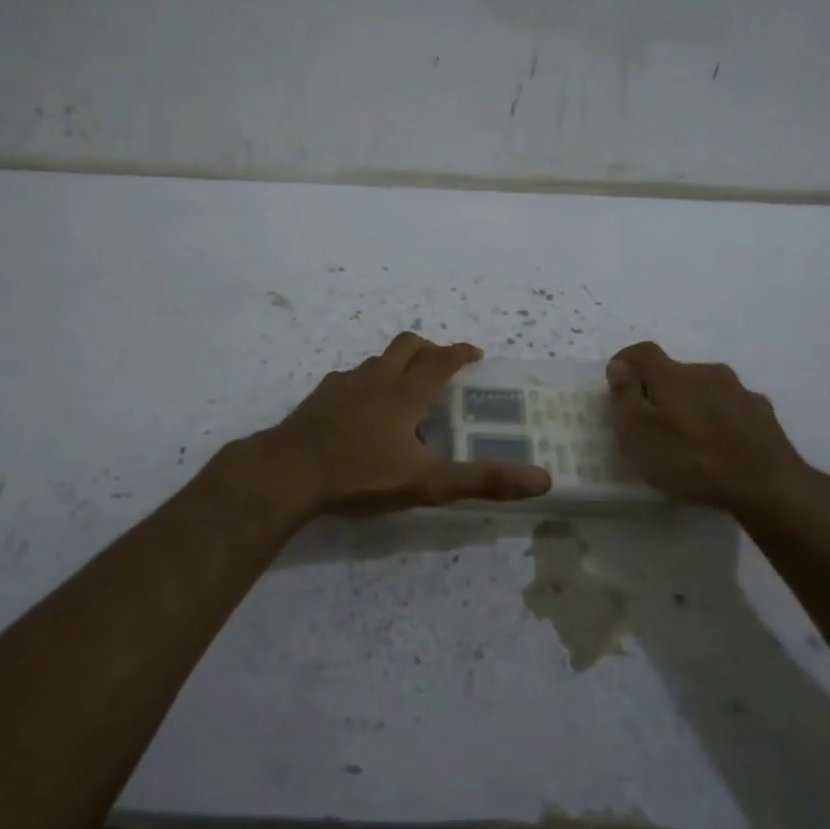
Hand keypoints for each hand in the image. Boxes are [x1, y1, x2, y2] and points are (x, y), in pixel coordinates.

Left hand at [250, 333, 552, 518]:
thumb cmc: (361, 475)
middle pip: (407, 345)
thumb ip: (482, 480)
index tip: (474, 353)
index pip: (440, 360)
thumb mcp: (427, 483)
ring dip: (396, 363)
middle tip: (442, 364)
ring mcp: (343, 384)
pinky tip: (361, 408)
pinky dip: (366, 382)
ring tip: (404, 388)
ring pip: (377, 359)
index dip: (460, 353)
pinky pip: (350, 377)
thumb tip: (541, 478)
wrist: (288, 472)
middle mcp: (376, 378)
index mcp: (405, 393)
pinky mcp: (318, 397)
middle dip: (429, 348)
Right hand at [605, 342, 829, 541]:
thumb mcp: (638, 433)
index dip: (626, 362)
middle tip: (653, 422)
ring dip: (692, 404)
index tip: (617, 382)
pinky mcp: (763, 413)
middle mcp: (707, 372)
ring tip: (689, 438)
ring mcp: (739, 391)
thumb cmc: (690, 459)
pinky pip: (731, 408)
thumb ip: (625, 395)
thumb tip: (619, 365)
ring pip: (705, 389)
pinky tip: (721, 446)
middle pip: (675, 371)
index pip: (643, 352)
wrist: (766, 485)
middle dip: (660, 389)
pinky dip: (719, 419)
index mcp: (672, 375)